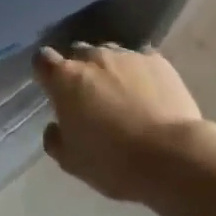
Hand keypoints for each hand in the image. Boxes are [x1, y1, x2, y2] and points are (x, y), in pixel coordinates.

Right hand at [35, 43, 215, 201]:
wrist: (173, 157)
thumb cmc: (113, 161)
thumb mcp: (72, 161)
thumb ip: (55, 138)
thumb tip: (55, 126)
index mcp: (65, 78)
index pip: (43, 60)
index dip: (45, 71)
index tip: (52, 87)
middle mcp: (93, 57)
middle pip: (78, 53)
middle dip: (79, 70)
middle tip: (89, 97)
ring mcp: (127, 56)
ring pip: (110, 55)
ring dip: (110, 70)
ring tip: (122, 96)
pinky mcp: (158, 62)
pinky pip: (141, 61)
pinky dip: (139, 74)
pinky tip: (149, 95)